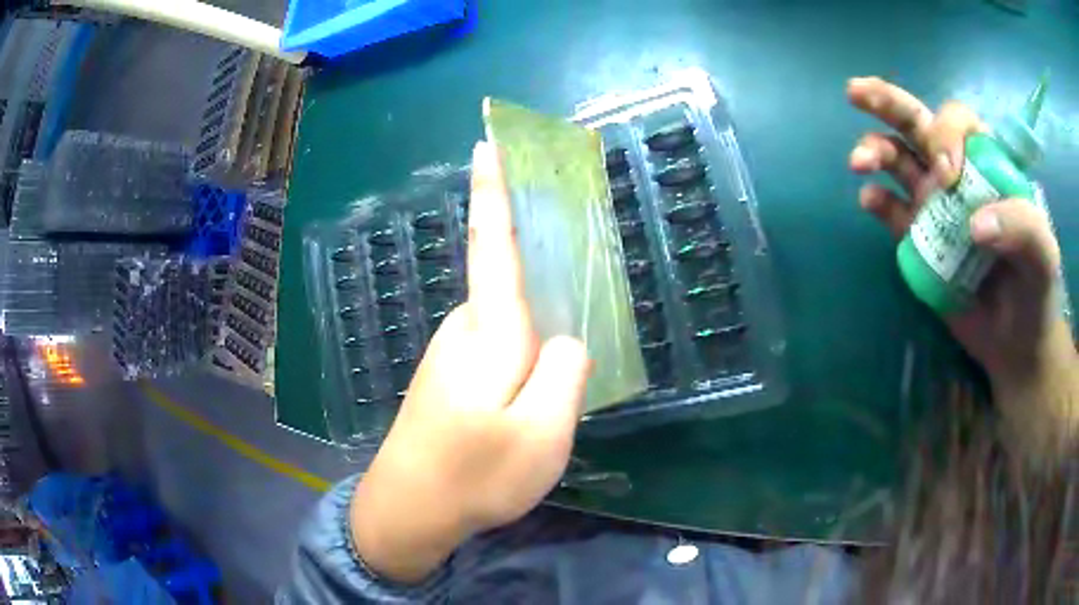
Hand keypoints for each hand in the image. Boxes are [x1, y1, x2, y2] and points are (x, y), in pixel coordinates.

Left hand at [350, 141, 592, 583]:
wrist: (410, 510)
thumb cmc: (475, 475)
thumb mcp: (542, 435)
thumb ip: (566, 375)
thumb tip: (568, 340)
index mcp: (489, 333)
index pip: (491, 244)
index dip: (492, 192)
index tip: (486, 144)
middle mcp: (465, 330)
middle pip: (516, 289)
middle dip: (547, 296)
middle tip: (571, 345)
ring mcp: (453, 355)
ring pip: (512, 327)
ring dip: (538, 346)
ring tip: (549, 401)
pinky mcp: (451, 377)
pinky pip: (500, 350)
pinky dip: (522, 362)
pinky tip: (527, 404)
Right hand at [847, 77, 1076, 458]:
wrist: (1016, 344)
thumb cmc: (1036, 292)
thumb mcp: (1043, 256)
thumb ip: (1022, 226)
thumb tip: (974, 224)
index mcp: (987, 165)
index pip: (958, 122)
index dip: (945, 134)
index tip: (948, 175)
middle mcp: (957, 175)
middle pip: (917, 124)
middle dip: (886, 104)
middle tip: (856, 92)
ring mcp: (935, 206)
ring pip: (897, 160)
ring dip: (874, 150)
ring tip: (860, 163)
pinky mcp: (919, 240)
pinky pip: (892, 212)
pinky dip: (877, 202)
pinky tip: (871, 202)